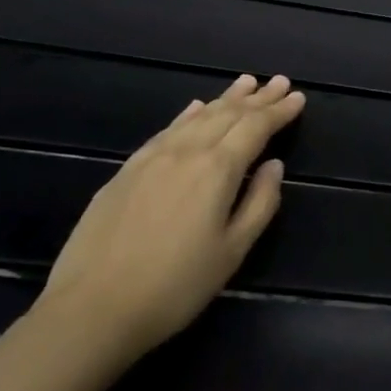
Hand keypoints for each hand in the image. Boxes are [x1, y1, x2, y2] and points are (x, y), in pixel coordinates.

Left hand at [38, 74, 304, 362]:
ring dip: (225, 98)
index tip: (299, 97)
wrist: (91, 308)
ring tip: (246, 82)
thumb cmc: (174, 286)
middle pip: (228, 114)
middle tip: (280, 81)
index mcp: (217, 169)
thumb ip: (260, 203)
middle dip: (257, 98)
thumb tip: (274, 166)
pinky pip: (167, 129)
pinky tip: (195, 107)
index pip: (256, 127)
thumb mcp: (232, 252)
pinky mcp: (126, 170)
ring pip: (197, 116)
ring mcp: (152, 157)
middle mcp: (186, 152)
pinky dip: (188, 114)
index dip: (279, 111)